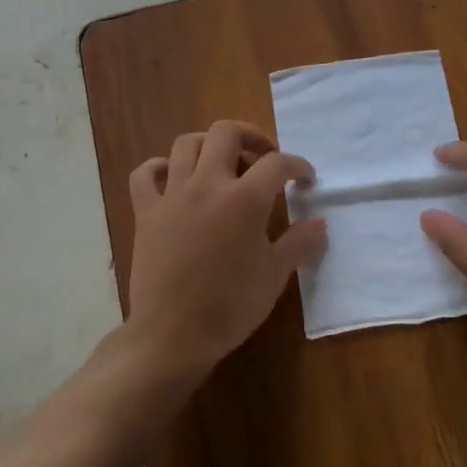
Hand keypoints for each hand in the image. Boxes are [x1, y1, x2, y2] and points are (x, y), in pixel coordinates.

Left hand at [126, 119, 326, 380]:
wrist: (173, 334)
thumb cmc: (230, 306)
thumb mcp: (274, 276)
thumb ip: (299, 243)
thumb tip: (320, 223)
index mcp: (244, 199)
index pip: (277, 164)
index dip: (297, 166)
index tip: (305, 180)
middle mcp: (207, 184)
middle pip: (226, 132)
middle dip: (251, 136)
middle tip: (263, 157)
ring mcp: (172, 194)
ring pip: (186, 143)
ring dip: (208, 145)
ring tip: (223, 164)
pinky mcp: (145, 211)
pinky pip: (145, 173)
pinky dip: (159, 168)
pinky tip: (174, 178)